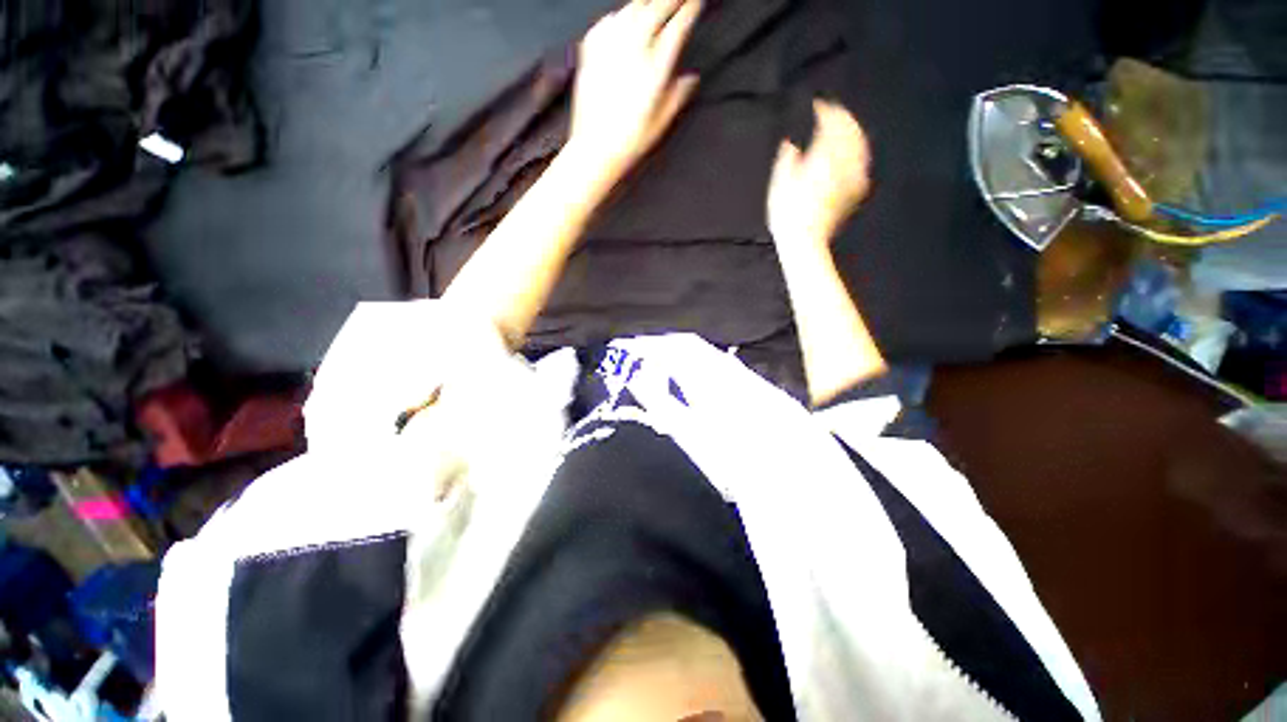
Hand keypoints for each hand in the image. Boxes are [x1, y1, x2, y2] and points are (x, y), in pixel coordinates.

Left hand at [568, 0, 701, 181]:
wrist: (595, 148)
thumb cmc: (629, 140)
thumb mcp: (661, 122)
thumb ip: (678, 94)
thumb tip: (691, 78)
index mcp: (656, 65)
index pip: (679, 23)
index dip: (690, 8)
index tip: (696, 2)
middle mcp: (634, 47)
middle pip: (657, 6)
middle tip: (680, 0)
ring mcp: (611, 45)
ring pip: (633, 7)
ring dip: (648, 2)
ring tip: (654, 5)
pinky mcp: (591, 49)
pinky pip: (609, 19)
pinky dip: (621, 15)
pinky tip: (625, 20)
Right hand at [767, 99, 870, 250]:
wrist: (805, 240)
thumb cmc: (788, 215)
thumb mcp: (779, 185)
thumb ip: (786, 160)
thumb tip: (791, 144)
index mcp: (822, 157)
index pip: (830, 124)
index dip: (825, 110)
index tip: (819, 104)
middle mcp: (841, 163)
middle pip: (850, 131)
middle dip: (843, 117)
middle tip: (834, 110)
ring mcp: (851, 178)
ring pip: (860, 145)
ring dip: (854, 132)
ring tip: (847, 125)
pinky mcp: (854, 192)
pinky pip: (863, 164)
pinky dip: (860, 152)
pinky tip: (857, 152)